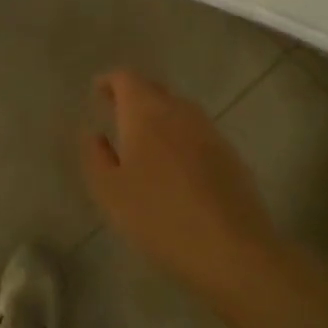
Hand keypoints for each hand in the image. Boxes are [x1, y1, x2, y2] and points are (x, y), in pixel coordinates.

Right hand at [80, 69, 279, 298]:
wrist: (232, 249)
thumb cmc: (159, 216)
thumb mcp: (110, 192)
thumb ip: (96, 156)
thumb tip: (95, 134)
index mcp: (146, 112)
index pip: (127, 78)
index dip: (110, 81)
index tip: (98, 92)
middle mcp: (179, 111)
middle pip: (154, 89)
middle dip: (134, 96)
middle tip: (117, 113)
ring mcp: (209, 131)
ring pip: (179, 110)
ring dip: (159, 116)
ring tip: (144, 140)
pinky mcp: (230, 155)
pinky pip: (197, 133)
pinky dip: (180, 137)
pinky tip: (175, 165)